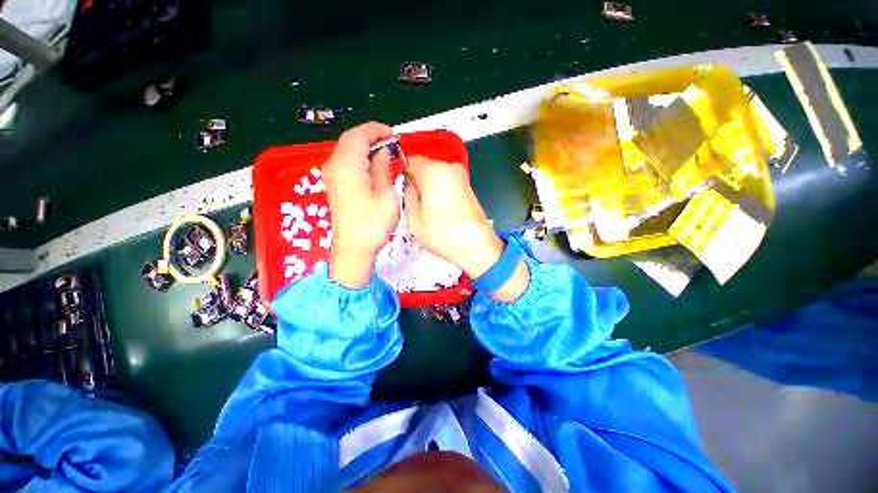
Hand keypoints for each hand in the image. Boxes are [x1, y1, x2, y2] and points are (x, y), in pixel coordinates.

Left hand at [325, 122, 399, 287]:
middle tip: (392, 143)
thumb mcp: (386, 195)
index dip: (376, 130)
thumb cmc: (373, 224)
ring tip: (386, 153)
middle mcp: (335, 166)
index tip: (393, 134)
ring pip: (347, 150)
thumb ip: (384, 169)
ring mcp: (332, 176)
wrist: (353, 249)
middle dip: (371, 137)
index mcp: (348, 166)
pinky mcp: (334, 186)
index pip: (358, 135)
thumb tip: (383, 152)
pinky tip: (373, 167)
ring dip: (365, 147)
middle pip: (350, 140)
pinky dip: (360, 158)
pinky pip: (345, 162)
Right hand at [404, 156, 529, 301]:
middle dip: (417, 181)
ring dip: (429, 186)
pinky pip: (447, 181)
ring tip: (428, 209)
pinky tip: (440, 209)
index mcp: (432, 170)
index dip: (403, 174)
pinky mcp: (468, 185)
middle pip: (424, 166)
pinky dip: (440, 190)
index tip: (402, 192)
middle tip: (415, 203)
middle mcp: (449, 166)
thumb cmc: (441, 233)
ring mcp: (461, 175)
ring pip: (436, 174)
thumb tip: (409, 185)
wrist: (476, 245)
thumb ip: (406, 195)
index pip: (409, 161)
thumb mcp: (413, 218)